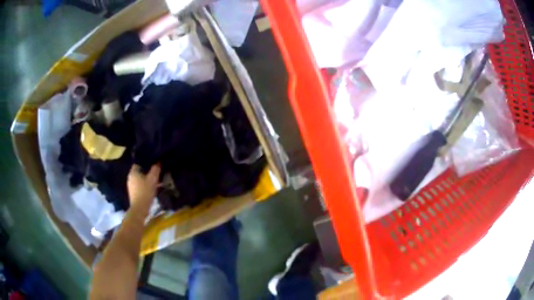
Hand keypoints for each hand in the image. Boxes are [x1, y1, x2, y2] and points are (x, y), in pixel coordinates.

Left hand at [127, 164, 159, 207]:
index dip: (146, 163)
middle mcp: (130, 178)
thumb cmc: (145, 192)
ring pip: (139, 180)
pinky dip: (144, 186)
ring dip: (146, 180)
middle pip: (139, 172)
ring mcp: (130, 186)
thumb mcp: (153, 180)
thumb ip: (155, 170)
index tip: (153, 166)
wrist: (140, 208)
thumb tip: (158, 162)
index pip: (138, 163)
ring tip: (155, 183)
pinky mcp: (132, 193)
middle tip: (155, 174)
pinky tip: (150, 190)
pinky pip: (139, 186)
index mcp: (133, 172)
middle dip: (147, 173)